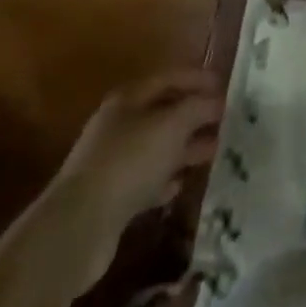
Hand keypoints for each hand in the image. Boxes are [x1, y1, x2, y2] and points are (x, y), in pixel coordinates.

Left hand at [54, 68, 224, 223]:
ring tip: (214, 151)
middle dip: (194, 115)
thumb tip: (217, 101)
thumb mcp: (172, 125)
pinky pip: (146, 180)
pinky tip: (182, 184)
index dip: (198, 79)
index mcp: (129, 99)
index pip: (169, 78)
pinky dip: (166, 179)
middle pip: (163, 112)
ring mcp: (114, 162)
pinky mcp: (112, 197)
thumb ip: (198, 108)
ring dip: (185, 148)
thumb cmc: (129, 161)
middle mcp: (119, 125)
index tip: (226, 86)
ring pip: (157, 147)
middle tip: (226, 120)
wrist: (79, 228)